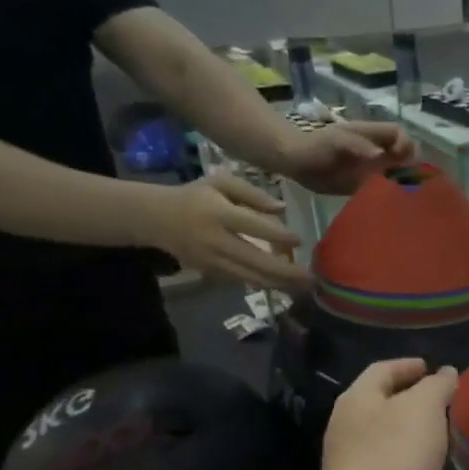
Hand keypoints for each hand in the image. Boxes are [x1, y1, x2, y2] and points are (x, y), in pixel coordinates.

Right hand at [148, 173, 306, 289]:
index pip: (253, 226)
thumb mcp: (220, 183)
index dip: (278, 235)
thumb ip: (252, 193)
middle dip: (285, 272)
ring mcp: (212, 261)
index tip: (300, 239)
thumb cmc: (195, 196)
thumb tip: (283, 208)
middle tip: (311, 277)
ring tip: (302, 286)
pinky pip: (241, 281)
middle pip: (255, 261)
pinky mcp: (210, 273)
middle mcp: (216, 241)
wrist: (157, 219)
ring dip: (278, 284)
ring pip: (250, 277)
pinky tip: (283, 285)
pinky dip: (263, 284)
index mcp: (218, 214)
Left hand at [280, 121, 415, 195]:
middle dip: (410, 166)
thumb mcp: (336, 142)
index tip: (401, 159)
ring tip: (403, 195)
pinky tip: (390, 204)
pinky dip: (390, 195)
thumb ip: (357, 146)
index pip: (400, 134)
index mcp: (372, 135)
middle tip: (406, 182)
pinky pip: (384, 188)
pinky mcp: (365, 185)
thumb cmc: (316, 146)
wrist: (296, 163)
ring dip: (403, 182)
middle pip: (405, 153)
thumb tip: (379, 156)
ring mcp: (372, 168)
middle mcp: (377, 150)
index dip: (406, 144)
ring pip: (398, 172)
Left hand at [317, 359, 457, 469]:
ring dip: (413, 436)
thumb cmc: (394, 458)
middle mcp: (346, 426)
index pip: (382, 369)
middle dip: (413, 401)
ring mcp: (349, 462)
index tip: (433, 368)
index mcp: (357, 399)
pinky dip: (410, 466)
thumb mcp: (423, 410)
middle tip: (445, 404)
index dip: (408, 365)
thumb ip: (437, 387)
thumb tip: (446, 373)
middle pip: (382, 404)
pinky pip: (388, 469)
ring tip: (444, 440)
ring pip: (385, 438)